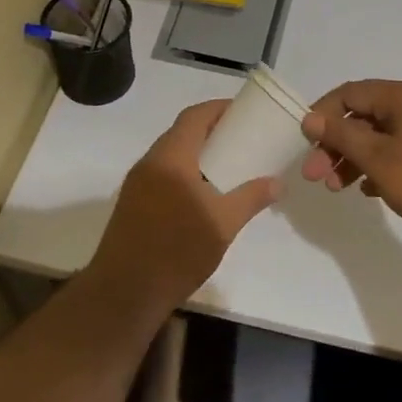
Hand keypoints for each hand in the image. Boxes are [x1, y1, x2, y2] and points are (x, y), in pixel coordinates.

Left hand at [89, 100, 281, 313]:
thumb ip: (251, 198)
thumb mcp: (223, 225)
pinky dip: (184, 171)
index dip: (218, 108)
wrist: (124, 293)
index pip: (194, 116)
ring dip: (196, 152)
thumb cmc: (177, 252)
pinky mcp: (132, 203)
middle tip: (241, 138)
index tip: (243, 112)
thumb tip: (277, 183)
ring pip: (170, 154)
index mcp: (171, 158)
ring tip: (226, 164)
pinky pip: (162, 173)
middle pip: (181, 132)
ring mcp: (136, 183)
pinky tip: (202, 193)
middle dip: (211, 130)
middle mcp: (150, 162)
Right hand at [300, 80, 401, 262]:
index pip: (350, 93)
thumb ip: (341, 135)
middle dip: (334, 144)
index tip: (305, 144)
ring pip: (376, 137)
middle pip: (361, 116)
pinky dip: (375, 167)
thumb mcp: (377, 158)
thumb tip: (310, 118)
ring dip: (352, 159)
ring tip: (335, 188)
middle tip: (315, 176)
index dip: (322, 115)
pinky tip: (365, 191)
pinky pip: (394, 152)